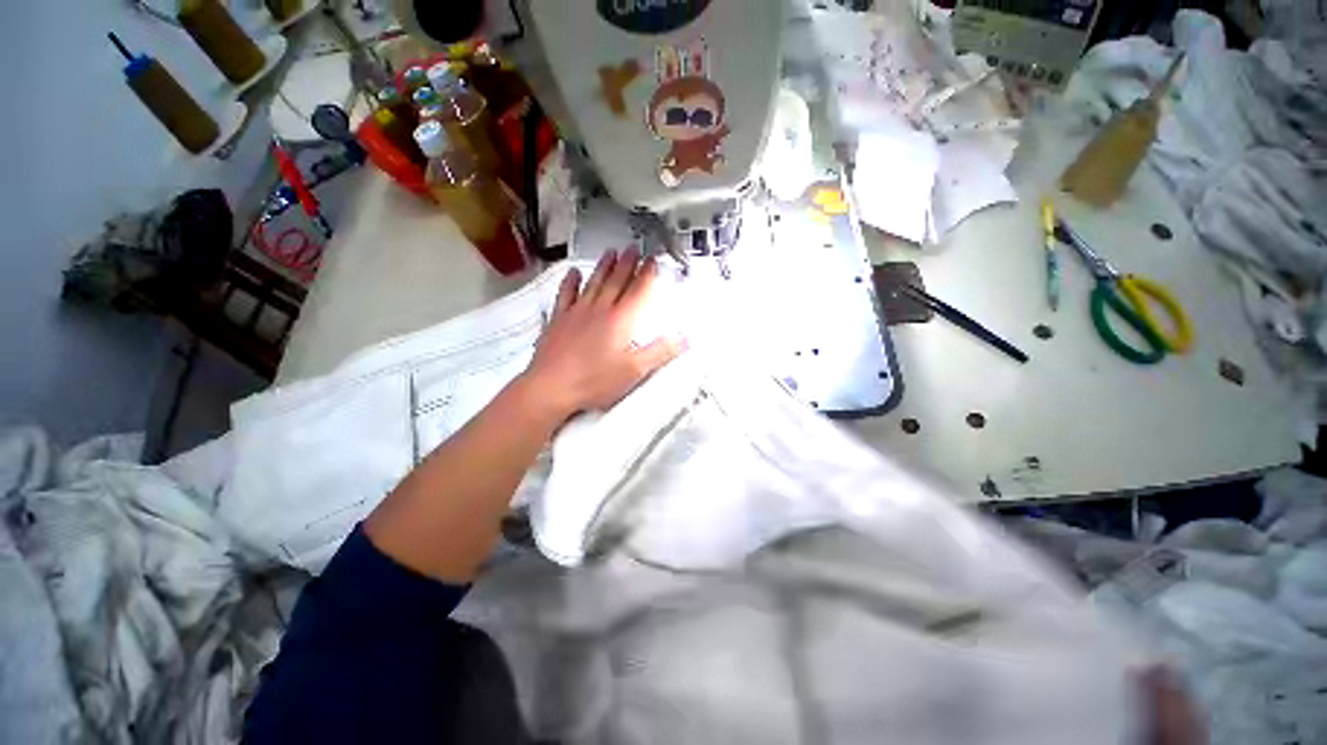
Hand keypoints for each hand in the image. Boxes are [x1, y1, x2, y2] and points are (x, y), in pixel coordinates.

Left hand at [521, 249, 685, 419]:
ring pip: (594, 283)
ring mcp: (577, 313)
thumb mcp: (634, 371)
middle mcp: (599, 310)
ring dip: (604, 267)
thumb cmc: (593, 381)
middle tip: (633, 248)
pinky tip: (573, 273)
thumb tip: (684, 338)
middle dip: (627, 264)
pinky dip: (571, 282)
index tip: (652, 260)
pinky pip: (566, 294)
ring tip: (611, 252)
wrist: (551, 386)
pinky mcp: (559, 320)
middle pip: (616, 281)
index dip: (647, 274)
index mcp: (620, 321)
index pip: (638, 291)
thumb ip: (660, 352)